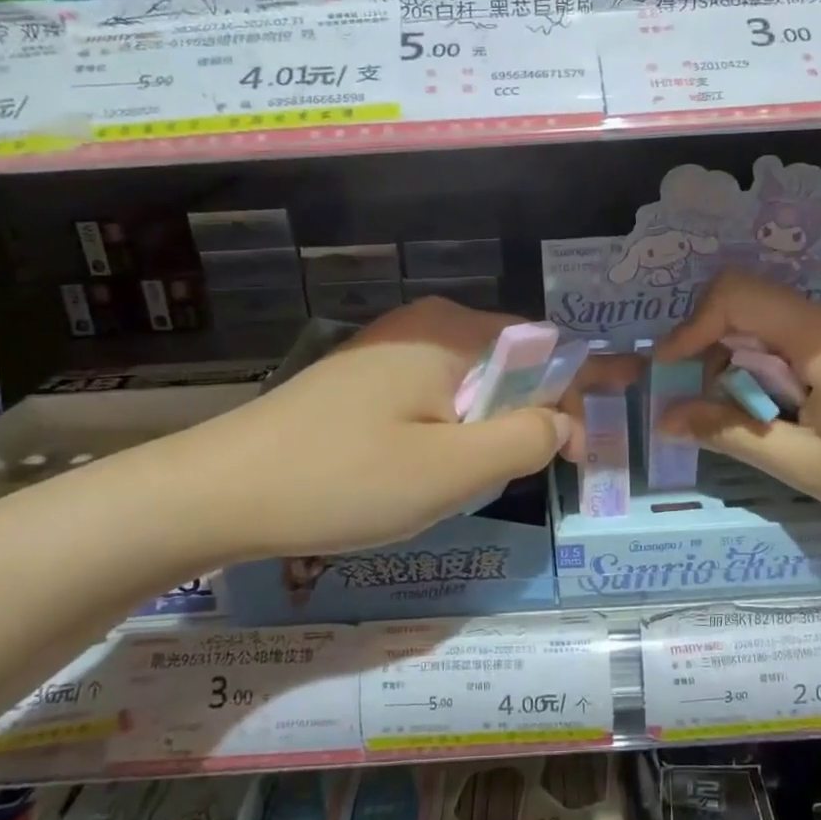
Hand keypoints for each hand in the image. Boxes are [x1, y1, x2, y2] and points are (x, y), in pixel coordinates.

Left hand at [162, 298, 577, 559]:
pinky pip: (434, 398)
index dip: (583, 390)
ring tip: (487, 480)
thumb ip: (524, 439)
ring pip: (471, 387)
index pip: (546, 349)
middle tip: (551, 470)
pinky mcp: (364, 381)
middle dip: (537, 414)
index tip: (603, 437)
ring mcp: (389, 351)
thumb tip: (566, 421)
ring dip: (492, 429)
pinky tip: (435, 471)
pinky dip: (454, 431)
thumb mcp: (451, 470)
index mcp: (452, 332)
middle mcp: (424, 326)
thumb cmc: (343, 480)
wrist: (217, 493)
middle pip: (509, 365)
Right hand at [657, 271, 820, 566]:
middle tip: (716, 418)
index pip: (736, 295)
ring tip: (765, 429)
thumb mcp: (806, 465)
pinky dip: (786, 375)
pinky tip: (801, 420)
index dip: (692, 328)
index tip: (670, 373)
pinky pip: (813, 344)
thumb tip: (666, 415)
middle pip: (757, 314)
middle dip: (722, 360)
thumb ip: (730, 432)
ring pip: (782, 331)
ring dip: (755, 373)